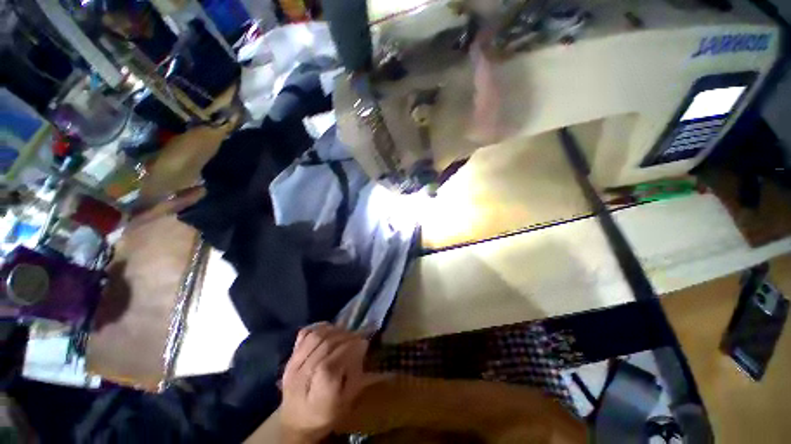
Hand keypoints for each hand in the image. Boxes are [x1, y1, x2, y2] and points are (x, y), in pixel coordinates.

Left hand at [279, 323, 376, 442]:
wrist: (296, 422)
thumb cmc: (327, 413)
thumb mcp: (347, 401)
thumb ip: (355, 373)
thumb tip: (362, 346)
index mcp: (318, 392)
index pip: (334, 362)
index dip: (351, 348)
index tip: (364, 343)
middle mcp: (303, 375)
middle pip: (326, 346)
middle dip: (346, 337)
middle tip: (357, 337)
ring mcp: (293, 365)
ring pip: (315, 337)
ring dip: (334, 330)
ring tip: (344, 333)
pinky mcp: (289, 358)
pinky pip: (304, 335)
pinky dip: (318, 328)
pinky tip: (328, 330)